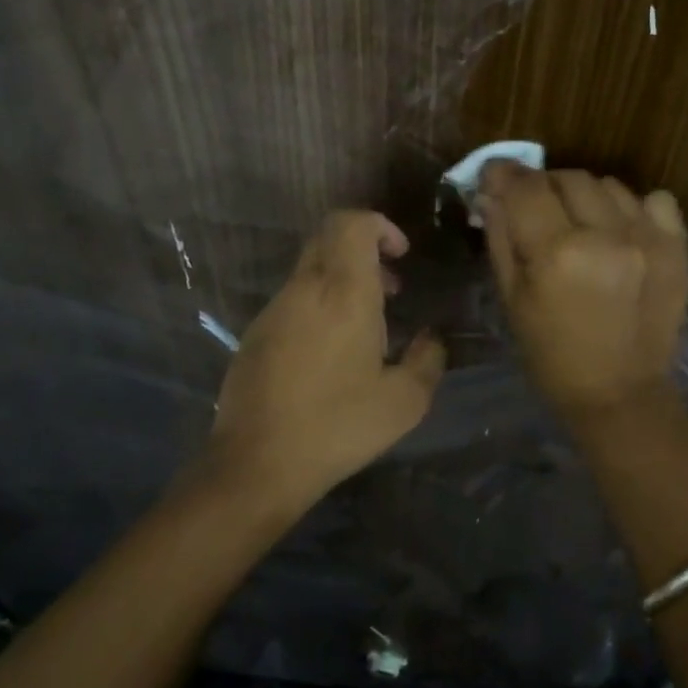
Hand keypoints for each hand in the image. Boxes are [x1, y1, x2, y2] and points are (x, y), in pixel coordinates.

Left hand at [207, 211, 444, 509]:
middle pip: (329, 236)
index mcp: (343, 293)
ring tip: (367, 327)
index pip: (352, 223)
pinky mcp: (255, 333)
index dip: (380, 226)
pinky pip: (294, 298)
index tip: (401, 256)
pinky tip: (332, 353)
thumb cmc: (339, 425)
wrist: (257, 463)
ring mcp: (274, 310)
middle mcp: (305, 289)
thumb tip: (431, 339)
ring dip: (343, 279)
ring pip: (310, 268)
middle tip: (391, 288)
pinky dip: (320, 303)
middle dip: (365, 249)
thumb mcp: (405, 401)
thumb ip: (428, 360)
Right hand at [477, 163, 687, 417]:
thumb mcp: (512, 300)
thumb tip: (491, 192)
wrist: (620, 394)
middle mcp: (606, 234)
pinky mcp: (677, 247)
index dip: (505, 174)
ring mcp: (647, 237)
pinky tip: (621, 230)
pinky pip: (654, 199)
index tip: (496, 176)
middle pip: (568, 176)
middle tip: (537, 210)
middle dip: (545, 187)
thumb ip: (500, 239)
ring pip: (608, 184)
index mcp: (558, 252)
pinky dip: (632, 206)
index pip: (525, 186)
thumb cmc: (552, 356)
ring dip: (585, 196)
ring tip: (580, 224)